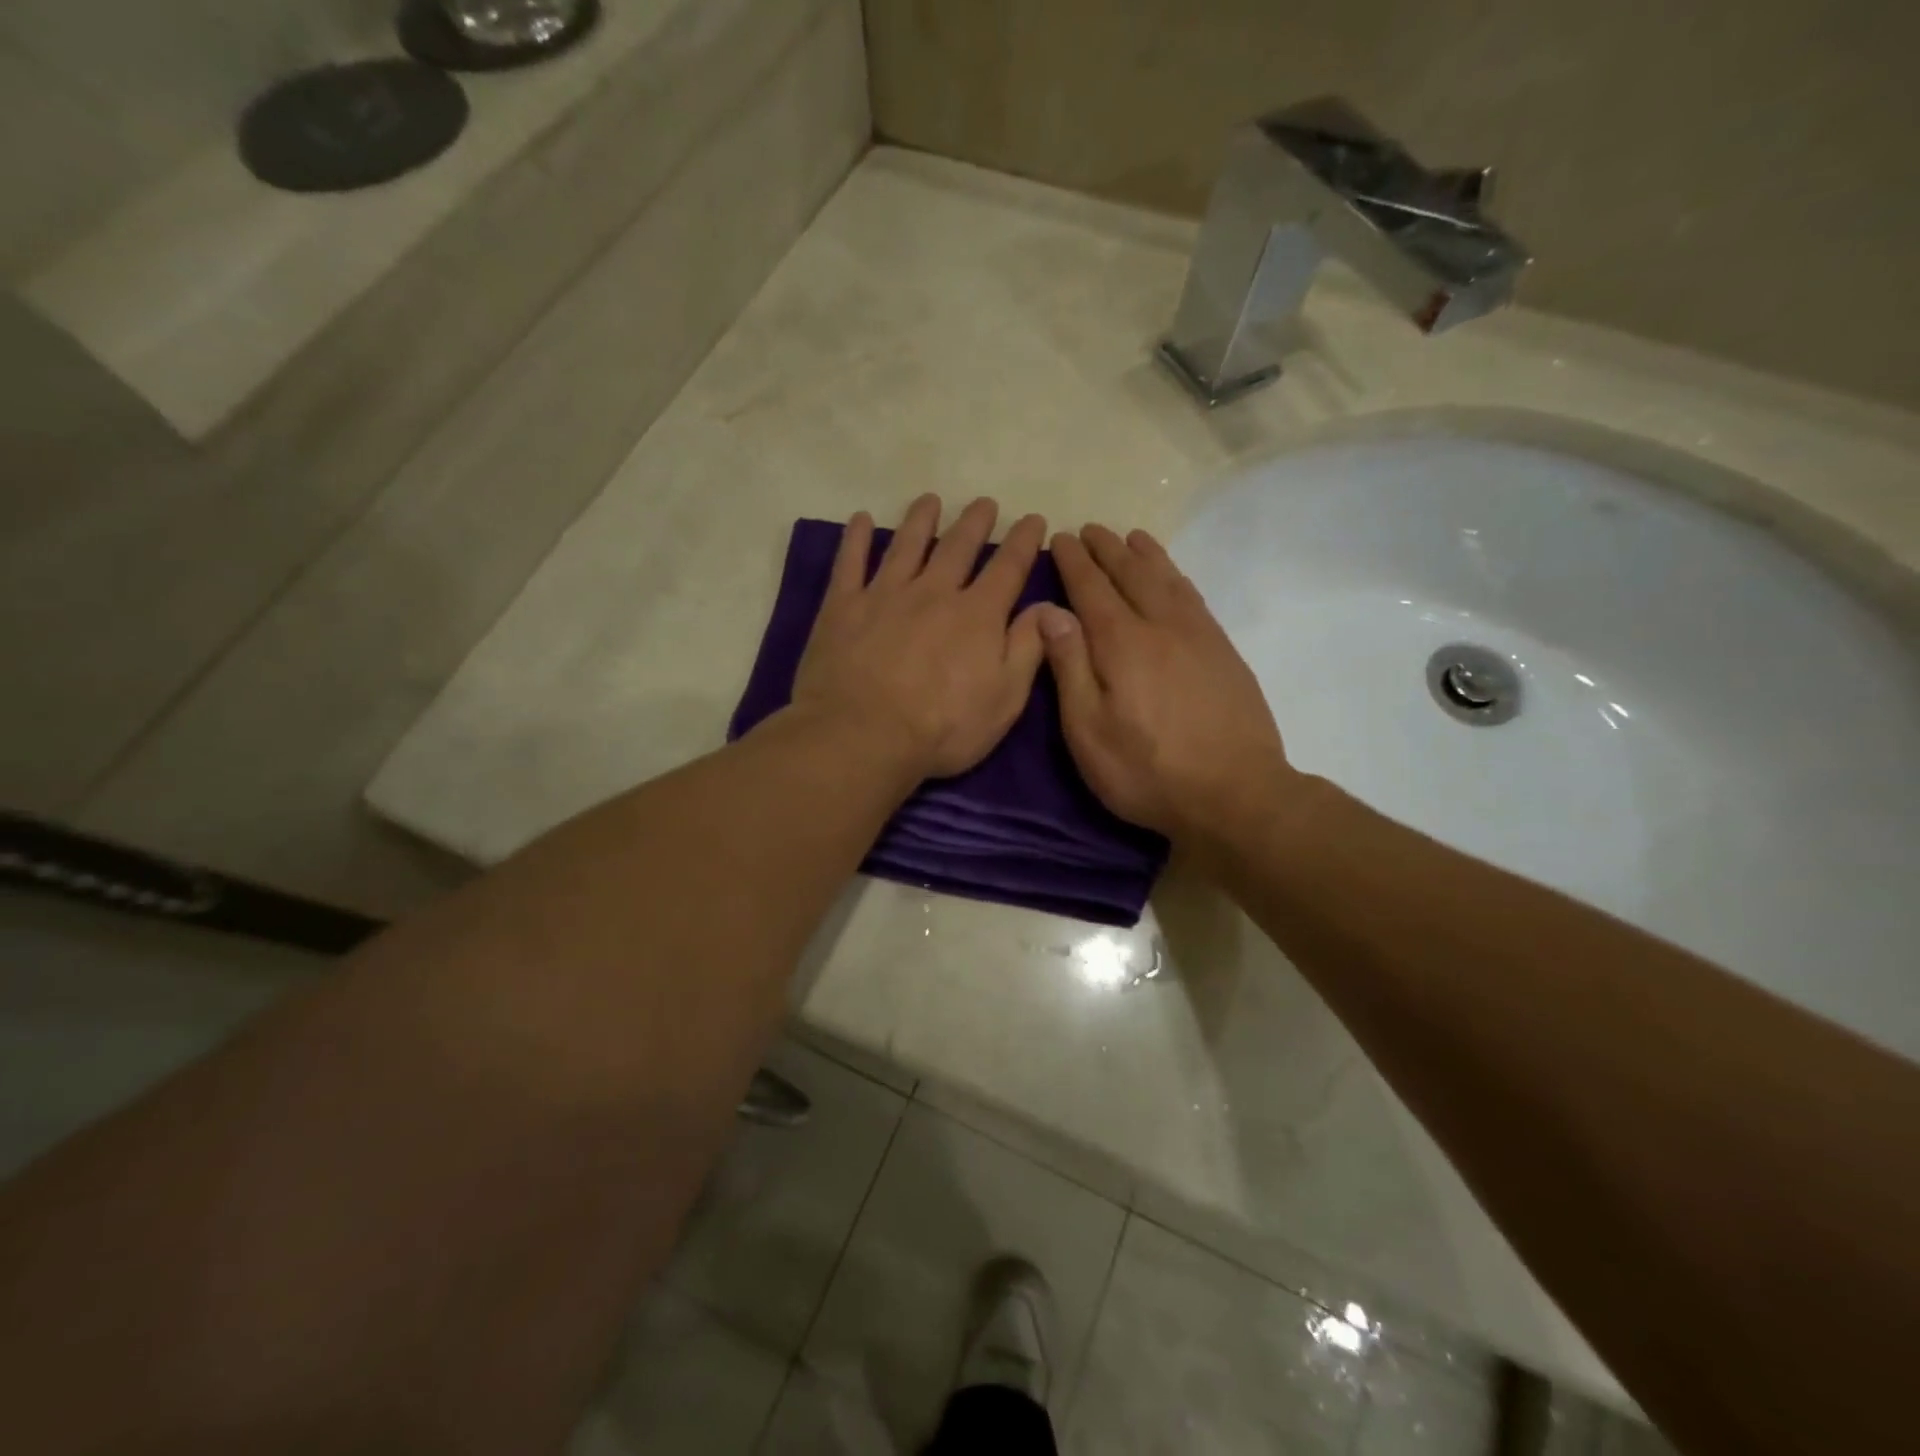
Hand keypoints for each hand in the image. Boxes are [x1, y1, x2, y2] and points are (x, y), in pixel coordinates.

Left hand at [792, 495, 1049, 778]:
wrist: (862, 736)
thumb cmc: (942, 729)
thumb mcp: (1004, 700)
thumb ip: (1026, 649)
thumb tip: (1048, 606)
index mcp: (977, 615)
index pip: (1008, 567)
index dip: (1024, 541)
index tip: (1033, 519)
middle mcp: (933, 592)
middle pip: (958, 547)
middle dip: (975, 522)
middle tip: (984, 503)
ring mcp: (884, 595)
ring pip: (907, 545)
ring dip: (921, 519)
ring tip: (930, 500)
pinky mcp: (842, 607)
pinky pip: (849, 562)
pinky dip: (856, 538)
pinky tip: (861, 520)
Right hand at [1041, 525, 1299, 847]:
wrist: (1236, 793)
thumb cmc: (1147, 771)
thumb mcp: (1088, 730)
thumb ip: (1069, 667)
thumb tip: (1050, 611)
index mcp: (1121, 643)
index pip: (1092, 589)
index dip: (1075, 562)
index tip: (1062, 537)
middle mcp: (1161, 626)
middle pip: (1131, 575)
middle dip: (1108, 550)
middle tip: (1090, 529)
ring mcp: (1199, 636)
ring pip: (1168, 580)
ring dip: (1146, 555)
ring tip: (1132, 537)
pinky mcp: (1224, 652)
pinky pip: (1195, 598)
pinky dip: (1177, 576)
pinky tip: (1173, 577)